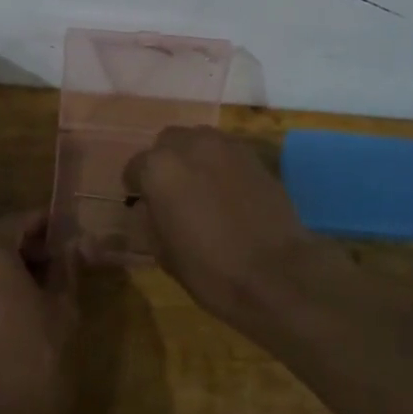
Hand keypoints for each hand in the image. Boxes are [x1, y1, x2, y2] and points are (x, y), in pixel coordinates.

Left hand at [0, 211, 79, 413]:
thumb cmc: (40, 362)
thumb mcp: (64, 309)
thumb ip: (68, 268)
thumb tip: (77, 241)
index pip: (17, 220)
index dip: (46, 220)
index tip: (74, 228)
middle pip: (3, 244)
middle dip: (38, 246)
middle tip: (73, 259)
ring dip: (26, 272)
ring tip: (61, 287)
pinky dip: (12, 296)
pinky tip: (39, 317)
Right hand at [122, 126, 324, 324]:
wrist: (277, 273)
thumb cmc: (211, 270)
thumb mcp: (164, 253)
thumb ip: (149, 219)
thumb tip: (148, 206)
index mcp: (158, 169)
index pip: (135, 167)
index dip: (137, 187)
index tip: (143, 204)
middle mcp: (188, 145)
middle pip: (167, 143)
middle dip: (165, 162)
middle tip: (172, 192)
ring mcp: (224, 145)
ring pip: (197, 140)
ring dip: (192, 157)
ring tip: (200, 186)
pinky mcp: (252, 154)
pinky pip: (225, 150)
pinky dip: (219, 163)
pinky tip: (226, 189)